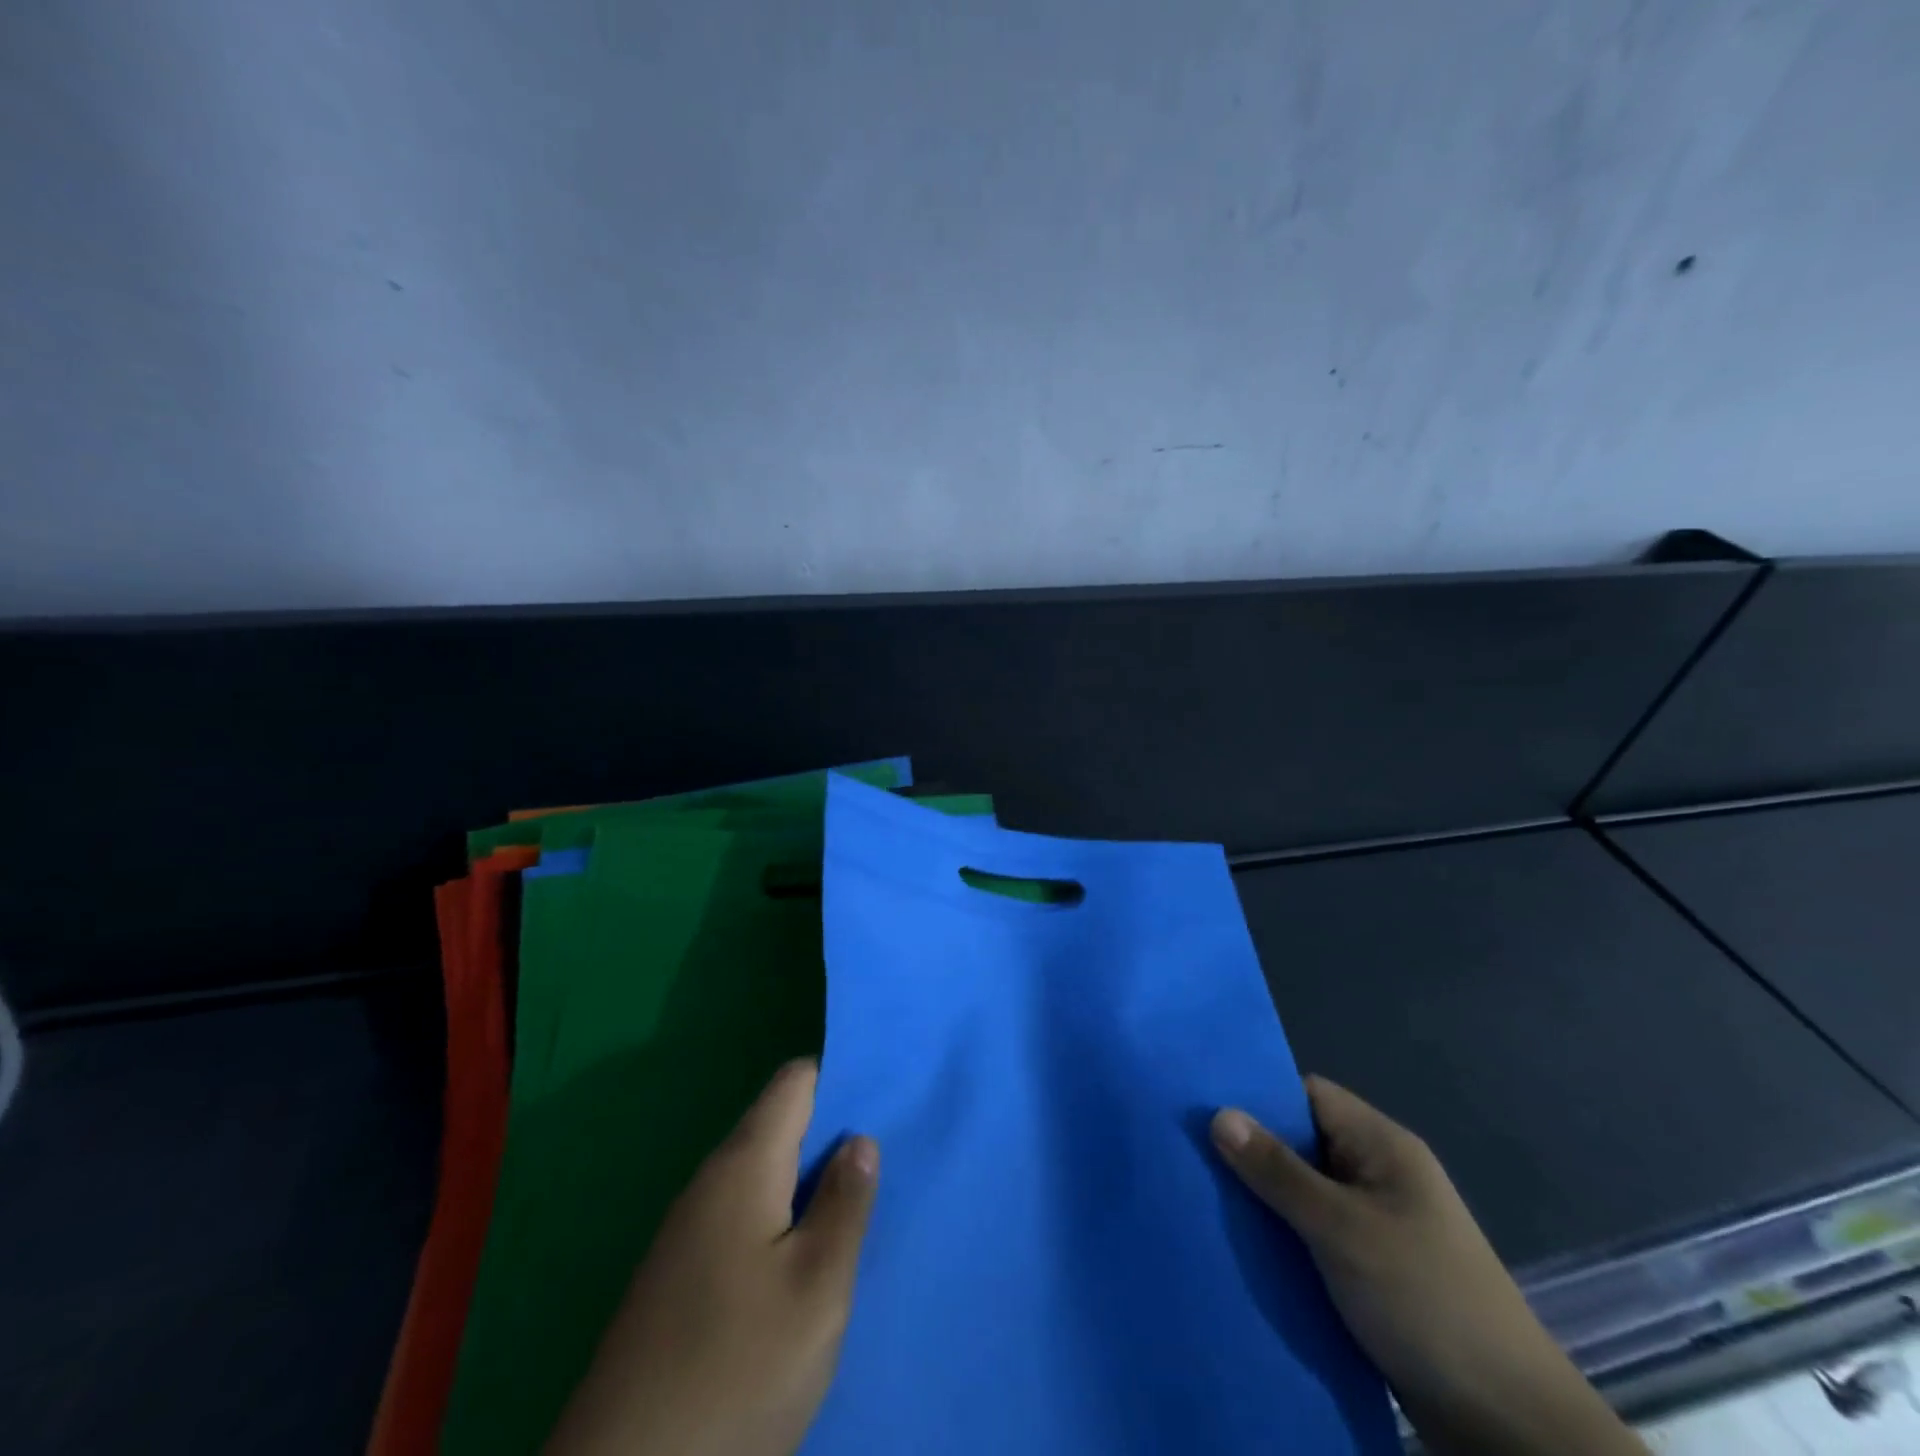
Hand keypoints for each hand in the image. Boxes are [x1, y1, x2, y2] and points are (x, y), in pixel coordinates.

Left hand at [545, 1060, 878, 1455]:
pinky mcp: (679, 1279)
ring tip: (858, 1212)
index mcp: (744, 1164)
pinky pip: (743, 1220)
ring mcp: (688, 1232)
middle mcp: (711, 1182)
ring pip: (764, 1177)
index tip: (886, 1103)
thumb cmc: (736, 1372)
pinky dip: (781, 1224)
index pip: (796, 1081)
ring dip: (809, 1186)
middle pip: (780, 1126)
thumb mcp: (817, 1288)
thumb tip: (860, 1139)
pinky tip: (806, 1266)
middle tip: (886, 1165)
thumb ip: (845, 1204)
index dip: (841, 1079)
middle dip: (833, 1138)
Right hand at [1212, 1078, 1645, 1455]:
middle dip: (1250, 1150)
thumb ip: (1278, 1171)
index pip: (1307, 1094)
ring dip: (1262, 1200)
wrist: (1510, 1428)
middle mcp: (1379, 1176)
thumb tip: (1218, 1113)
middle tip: (1187, 1152)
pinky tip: (1240, 1248)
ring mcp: (1378, 1226)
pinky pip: (1314, 1236)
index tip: (1201, 1102)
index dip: (1257, 1094)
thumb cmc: (1426, 1301)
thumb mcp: (1343, 1229)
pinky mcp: (1373, 1272)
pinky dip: (1282, 1238)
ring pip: (1303, 1194)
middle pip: (1301, 1143)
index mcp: (1382, 1146)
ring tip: (1200, 1198)